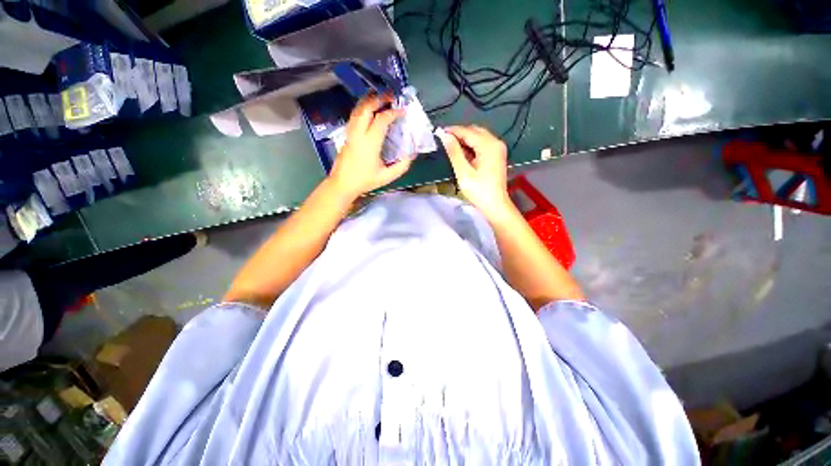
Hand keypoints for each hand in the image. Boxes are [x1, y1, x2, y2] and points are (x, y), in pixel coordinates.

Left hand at [329, 93, 411, 198]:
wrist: (343, 184)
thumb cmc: (365, 181)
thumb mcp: (386, 177)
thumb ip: (401, 166)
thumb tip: (411, 155)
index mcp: (370, 143)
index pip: (381, 120)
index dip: (393, 113)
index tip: (402, 111)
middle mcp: (359, 133)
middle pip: (366, 108)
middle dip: (379, 98)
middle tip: (391, 95)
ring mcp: (350, 133)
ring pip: (358, 109)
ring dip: (369, 100)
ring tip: (380, 97)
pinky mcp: (346, 135)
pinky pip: (354, 116)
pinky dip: (363, 108)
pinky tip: (369, 110)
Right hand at [438, 125, 515, 221]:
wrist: (495, 205)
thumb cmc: (478, 190)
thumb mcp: (463, 172)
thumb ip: (454, 152)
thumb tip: (444, 135)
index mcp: (488, 145)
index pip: (468, 131)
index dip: (452, 131)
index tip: (438, 132)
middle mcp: (496, 142)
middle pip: (475, 131)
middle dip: (459, 133)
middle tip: (444, 140)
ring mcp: (498, 149)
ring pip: (479, 137)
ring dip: (465, 139)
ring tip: (451, 146)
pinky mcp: (497, 155)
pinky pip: (483, 144)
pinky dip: (472, 146)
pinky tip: (463, 153)